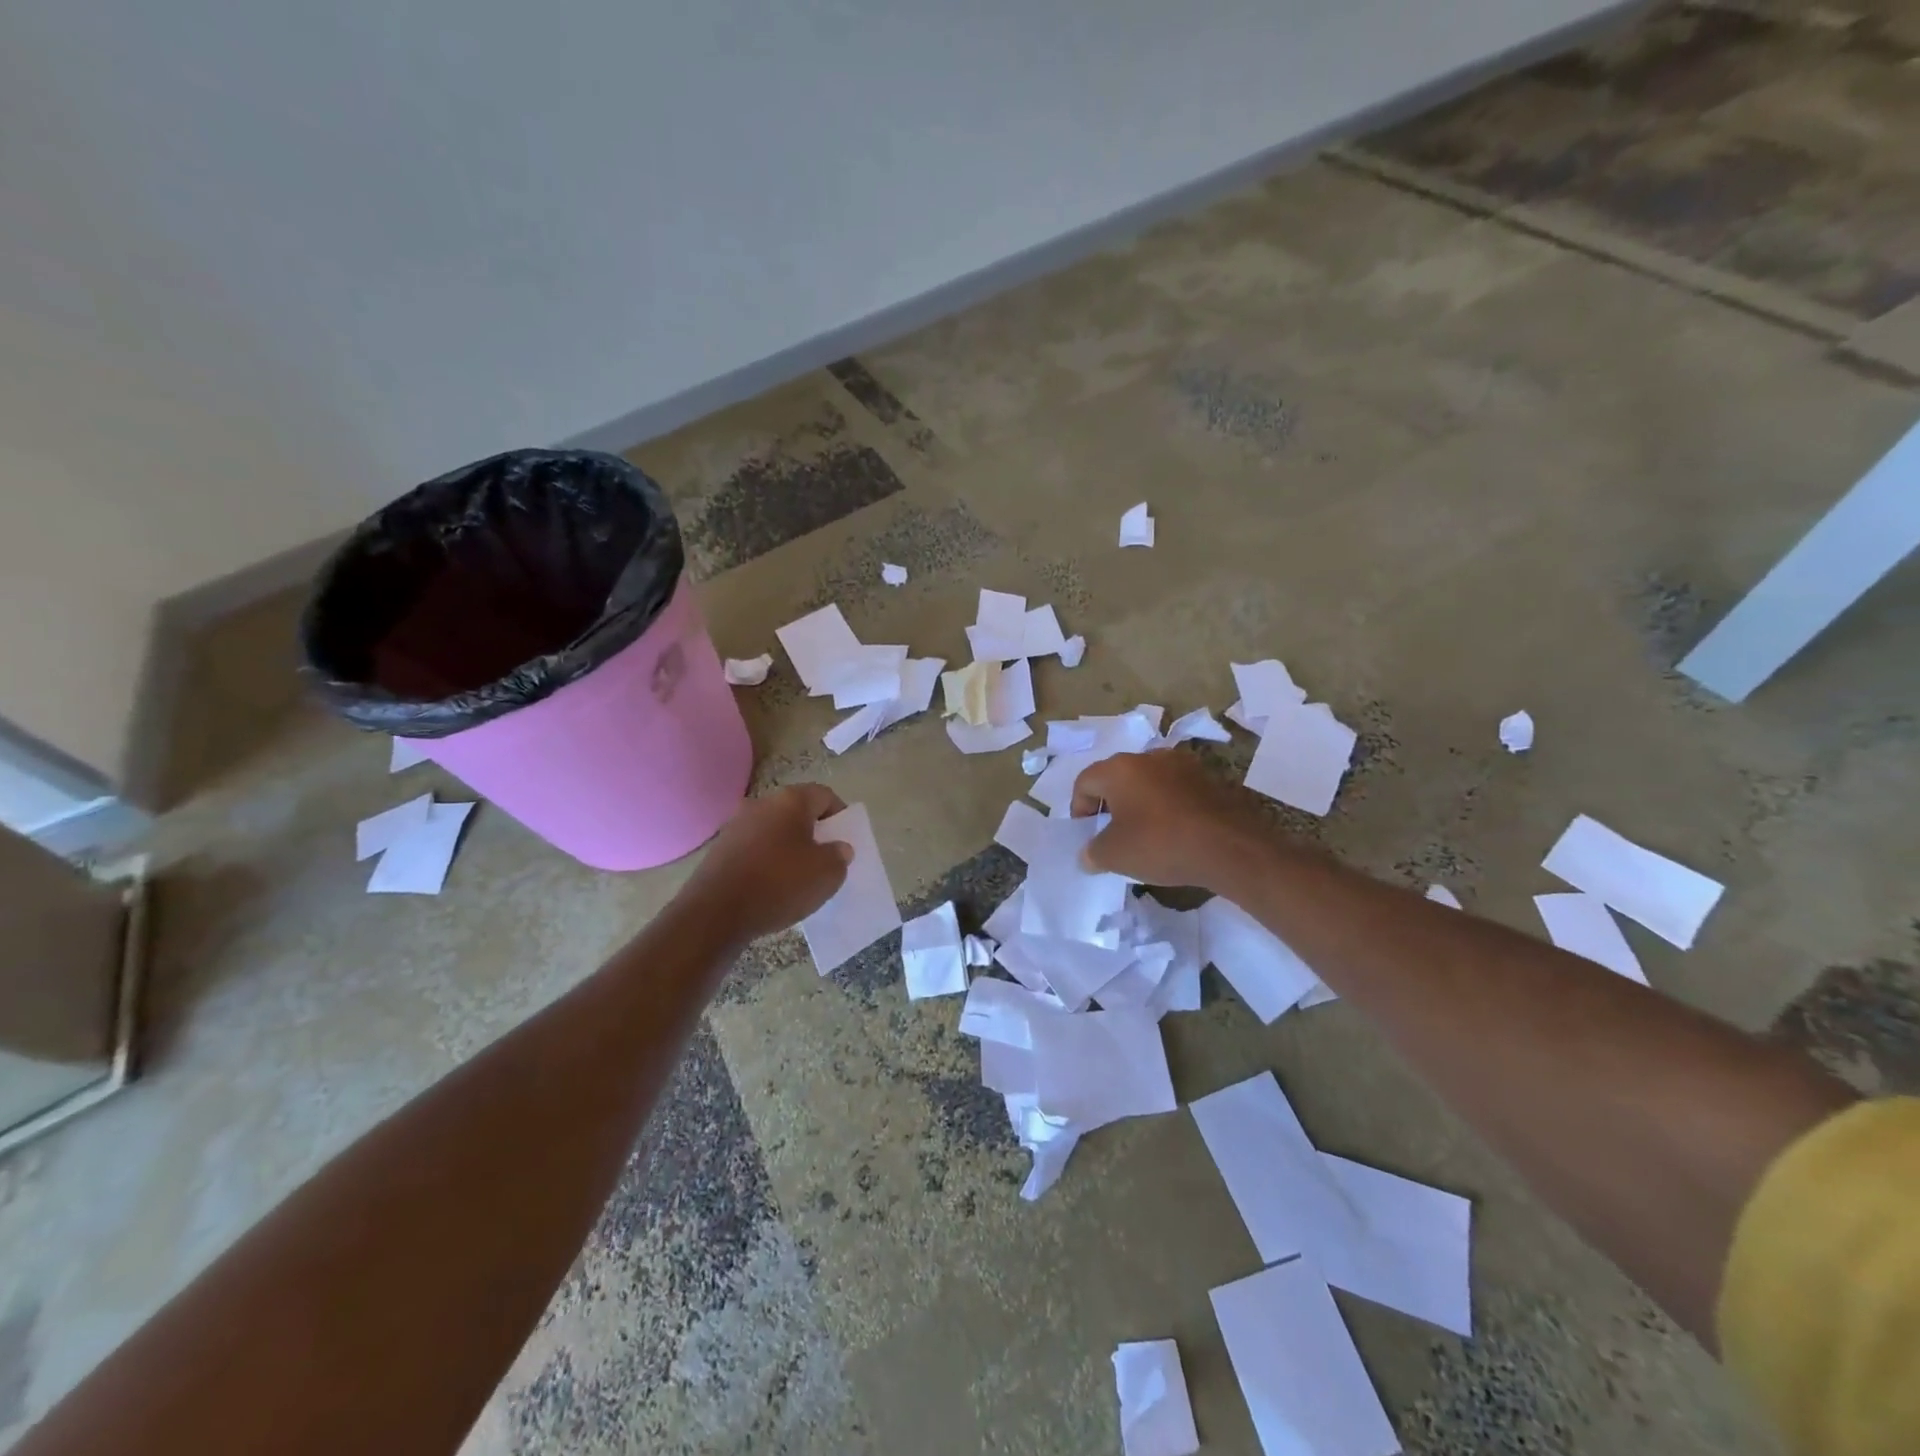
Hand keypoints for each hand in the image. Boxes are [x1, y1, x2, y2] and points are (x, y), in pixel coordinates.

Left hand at [683, 784, 851, 942]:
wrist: (716, 913)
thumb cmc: (779, 884)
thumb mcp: (826, 874)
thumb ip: (839, 856)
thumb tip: (837, 848)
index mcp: (791, 801)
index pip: (825, 795)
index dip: (840, 816)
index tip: (844, 840)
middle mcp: (761, 804)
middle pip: (797, 812)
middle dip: (813, 833)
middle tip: (825, 859)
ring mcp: (736, 825)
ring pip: (773, 831)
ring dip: (788, 848)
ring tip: (798, 877)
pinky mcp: (719, 849)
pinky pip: (754, 849)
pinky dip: (766, 862)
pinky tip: (771, 887)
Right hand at [1070, 749, 1273, 891]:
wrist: (1232, 847)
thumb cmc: (1161, 845)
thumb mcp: (1115, 856)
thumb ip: (1093, 853)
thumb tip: (1088, 854)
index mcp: (1120, 768)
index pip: (1085, 781)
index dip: (1079, 809)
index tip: (1088, 834)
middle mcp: (1150, 757)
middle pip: (1117, 778)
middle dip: (1110, 805)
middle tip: (1113, 835)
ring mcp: (1184, 765)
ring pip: (1149, 782)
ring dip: (1141, 804)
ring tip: (1146, 835)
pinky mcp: (1210, 779)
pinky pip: (1177, 791)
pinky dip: (1169, 808)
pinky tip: (1176, 833)